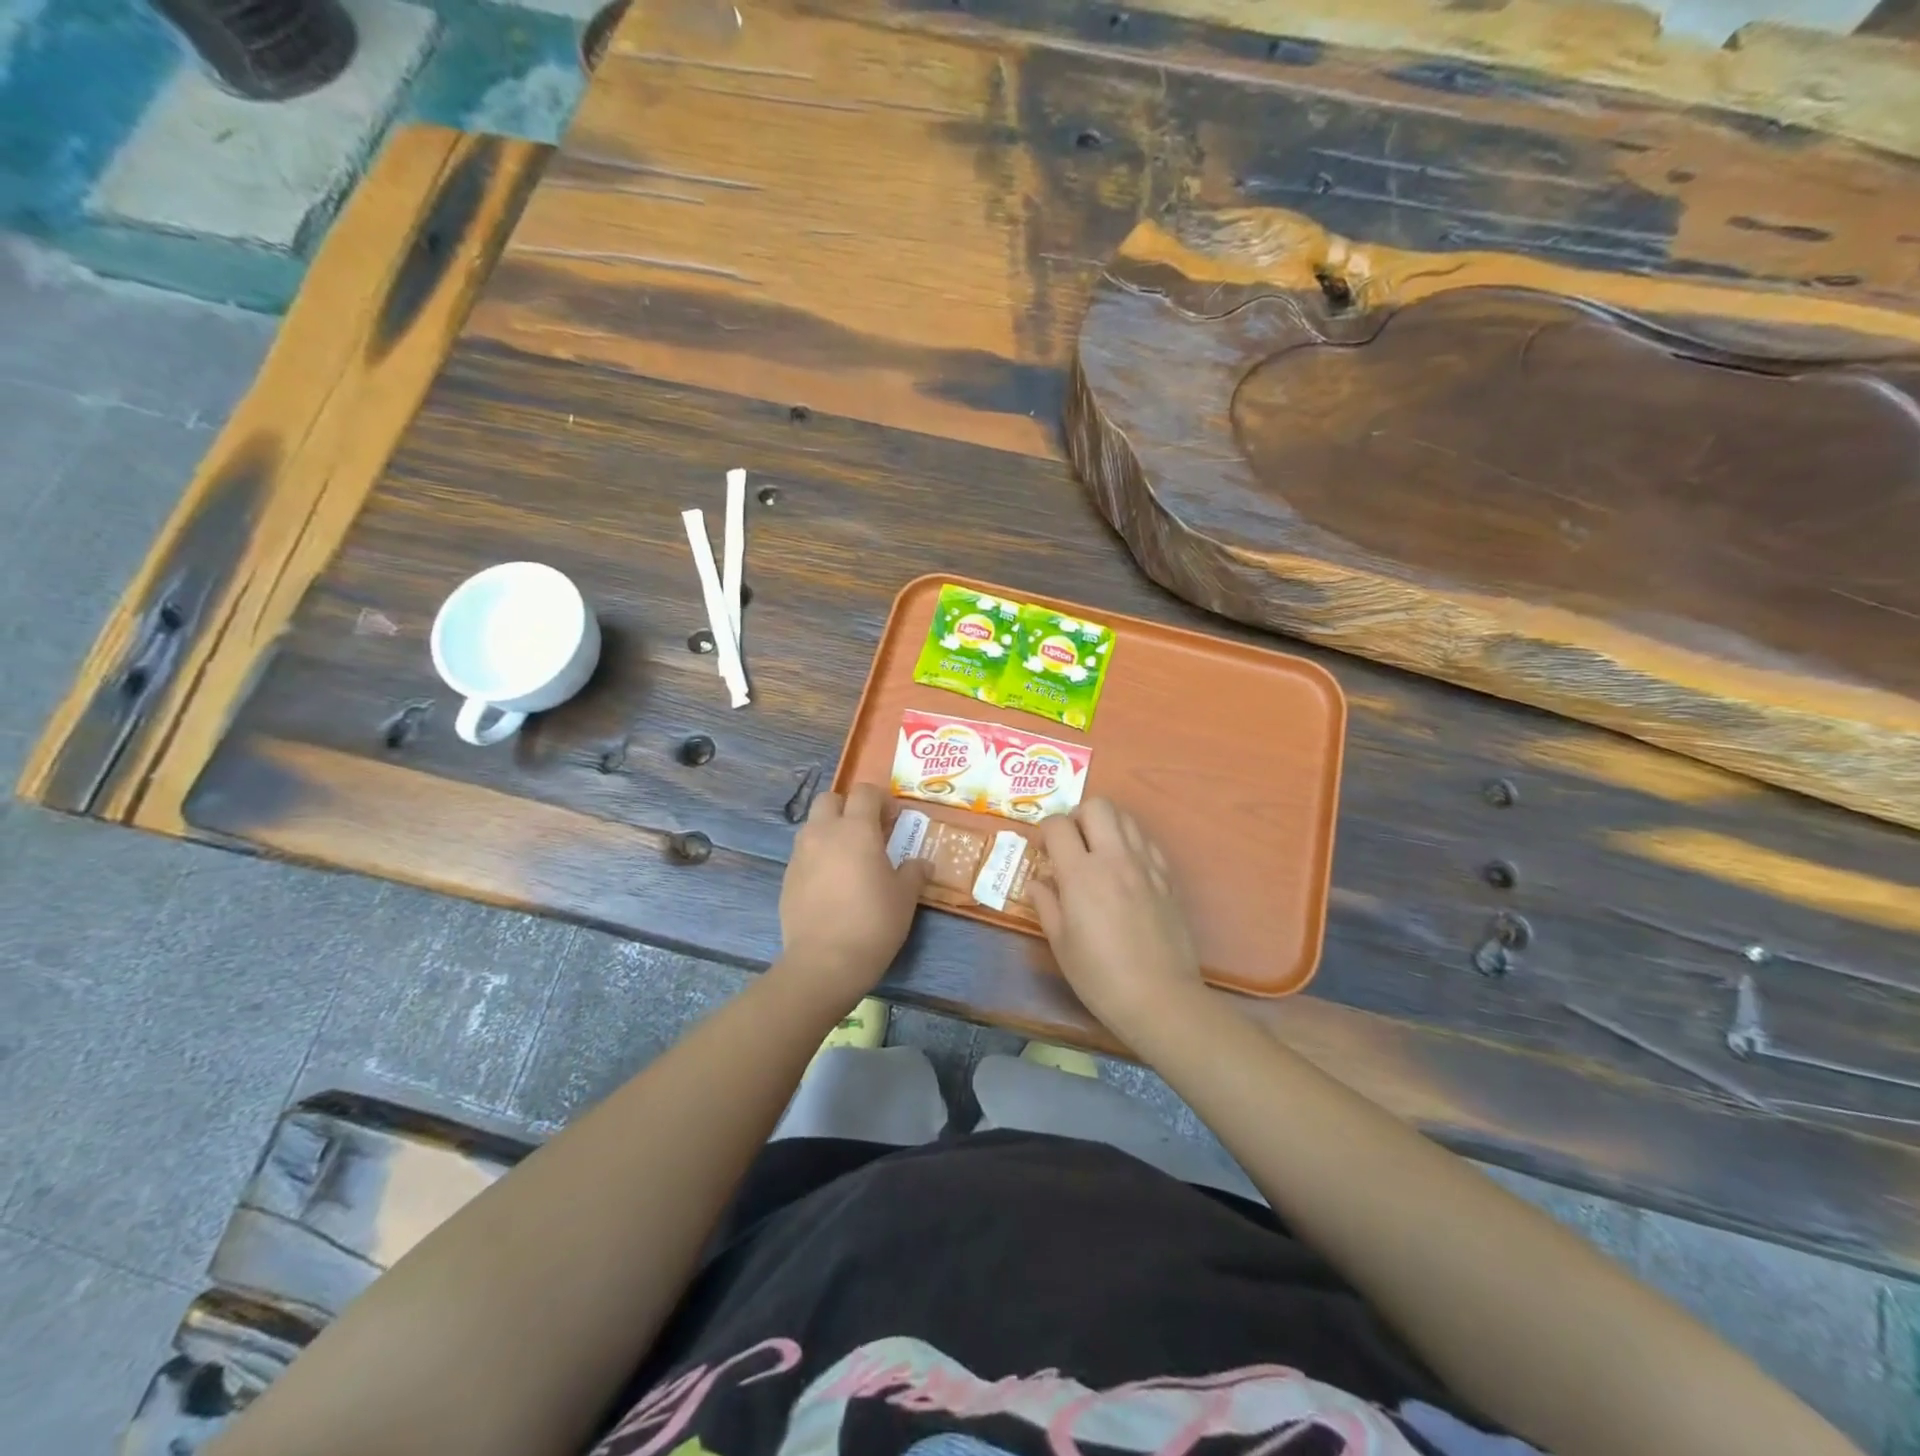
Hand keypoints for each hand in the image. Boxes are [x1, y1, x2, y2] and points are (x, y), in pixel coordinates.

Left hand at [776, 783, 931, 1008]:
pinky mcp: (787, 878)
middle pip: (830, 799)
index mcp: (856, 829)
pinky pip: (803, 854)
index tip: (894, 819)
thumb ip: (914, 872)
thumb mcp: (905, 897)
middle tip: (867, 831)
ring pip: (813, 825)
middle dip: (848, 807)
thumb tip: (922, 864)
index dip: (881, 799)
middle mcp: (823, 833)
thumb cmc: (873, 922)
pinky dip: (818, 857)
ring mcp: (800, 855)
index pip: (864, 792)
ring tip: (849, 858)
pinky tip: (832, 884)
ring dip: (830, 830)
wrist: (825, 962)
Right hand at [1030, 799, 1205, 1042]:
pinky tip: (1125, 870)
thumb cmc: (1099, 976)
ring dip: (1106, 825)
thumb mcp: (1060, 943)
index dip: (1045, 831)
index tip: (1044, 852)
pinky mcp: (1167, 877)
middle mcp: (1114, 858)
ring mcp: (1146, 865)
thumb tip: (1038, 882)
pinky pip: (1147, 841)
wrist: (1160, 997)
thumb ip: (1046, 904)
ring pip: (1126, 817)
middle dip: (1078, 816)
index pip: (1058, 825)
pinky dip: (1131, 843)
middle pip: (1097, 806)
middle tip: (1071, 845)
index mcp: (1081, 874)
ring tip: (1098, 853)